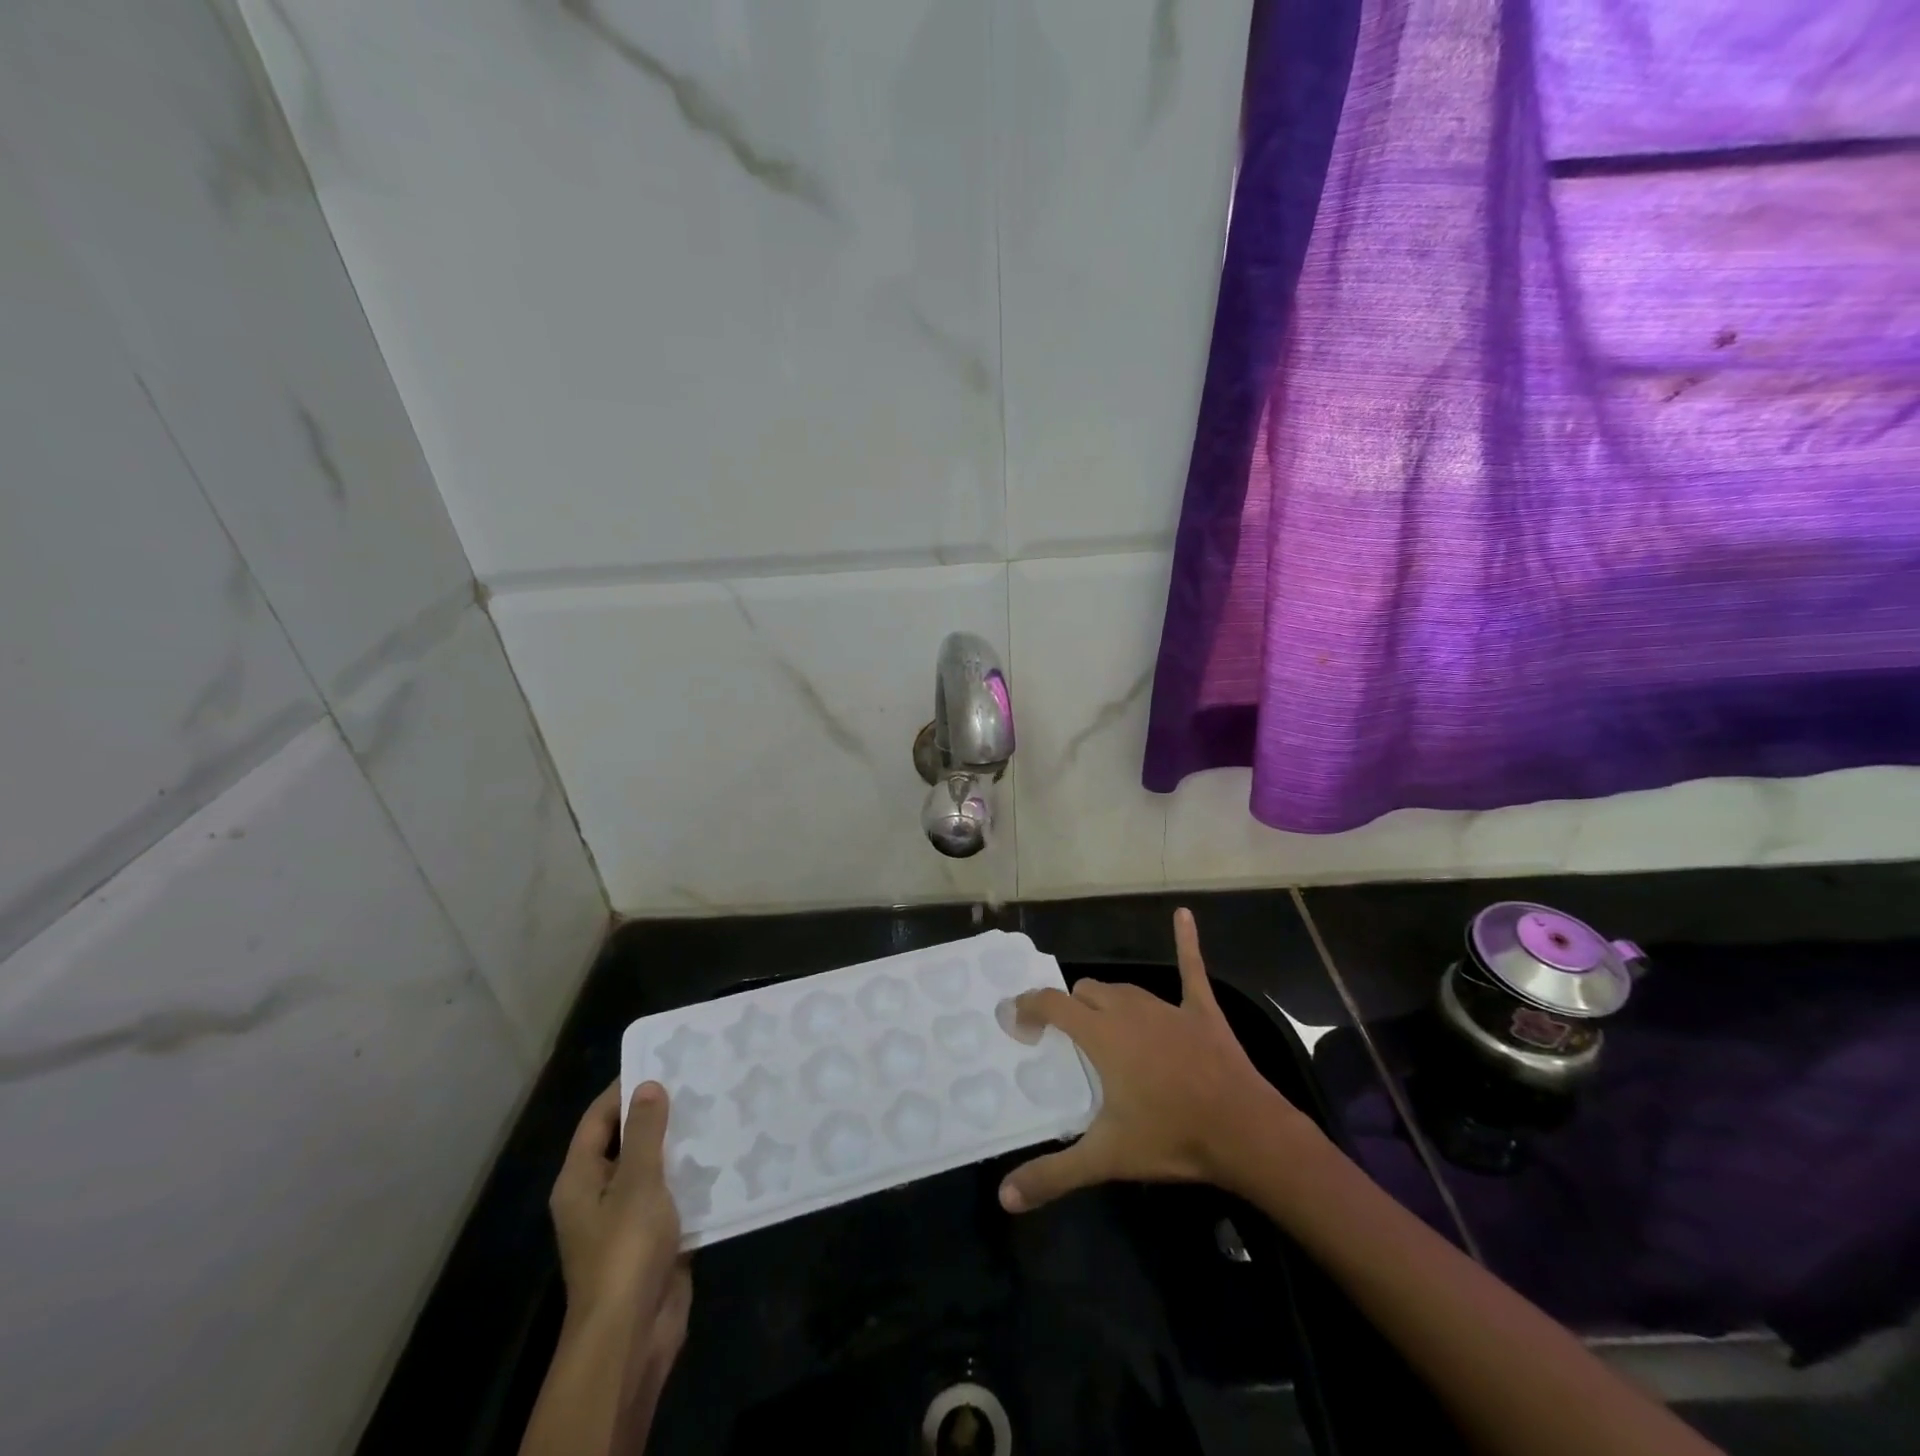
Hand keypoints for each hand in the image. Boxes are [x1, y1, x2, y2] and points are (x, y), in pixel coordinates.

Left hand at [549, 1081, 691, 1366]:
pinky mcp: (654, 1238)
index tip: (663, 1061)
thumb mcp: (637, 1181)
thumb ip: (643, 1132)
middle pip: (626, 1141)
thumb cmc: (625, 1249)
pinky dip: (693, 1176)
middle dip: (660, 1113)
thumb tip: (647, 1085)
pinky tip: (724, 1154)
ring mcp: (626, 1219)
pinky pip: (673, 1195)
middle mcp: (598, 1194)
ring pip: (654, 1167)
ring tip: (717, 1108)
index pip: (598, 1119)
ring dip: (681, 1144)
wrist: (633, 1332)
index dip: (625, 1088)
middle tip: (699, 1080)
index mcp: (580, 1180)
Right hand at [999, 908, 1307, 1211]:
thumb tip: (1004, 1198)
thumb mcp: (1105, 1158)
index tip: (1016, 1021)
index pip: (1052, 1004)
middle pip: (1086, 991)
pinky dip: (1186, 942)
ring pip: (1124, 989)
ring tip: (1101, 1024)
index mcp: (1101, 1034)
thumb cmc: (1170, 1137)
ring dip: (1107, 1001)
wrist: (1244, 1133)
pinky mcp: (1201, 1009)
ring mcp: (1167, 1006)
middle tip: (1067, 1042)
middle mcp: (1128, 1009)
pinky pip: (1191, 967)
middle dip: (1071, 1008)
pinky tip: (1184, 914)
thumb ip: (1052, 1175)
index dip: (1029, 1006)